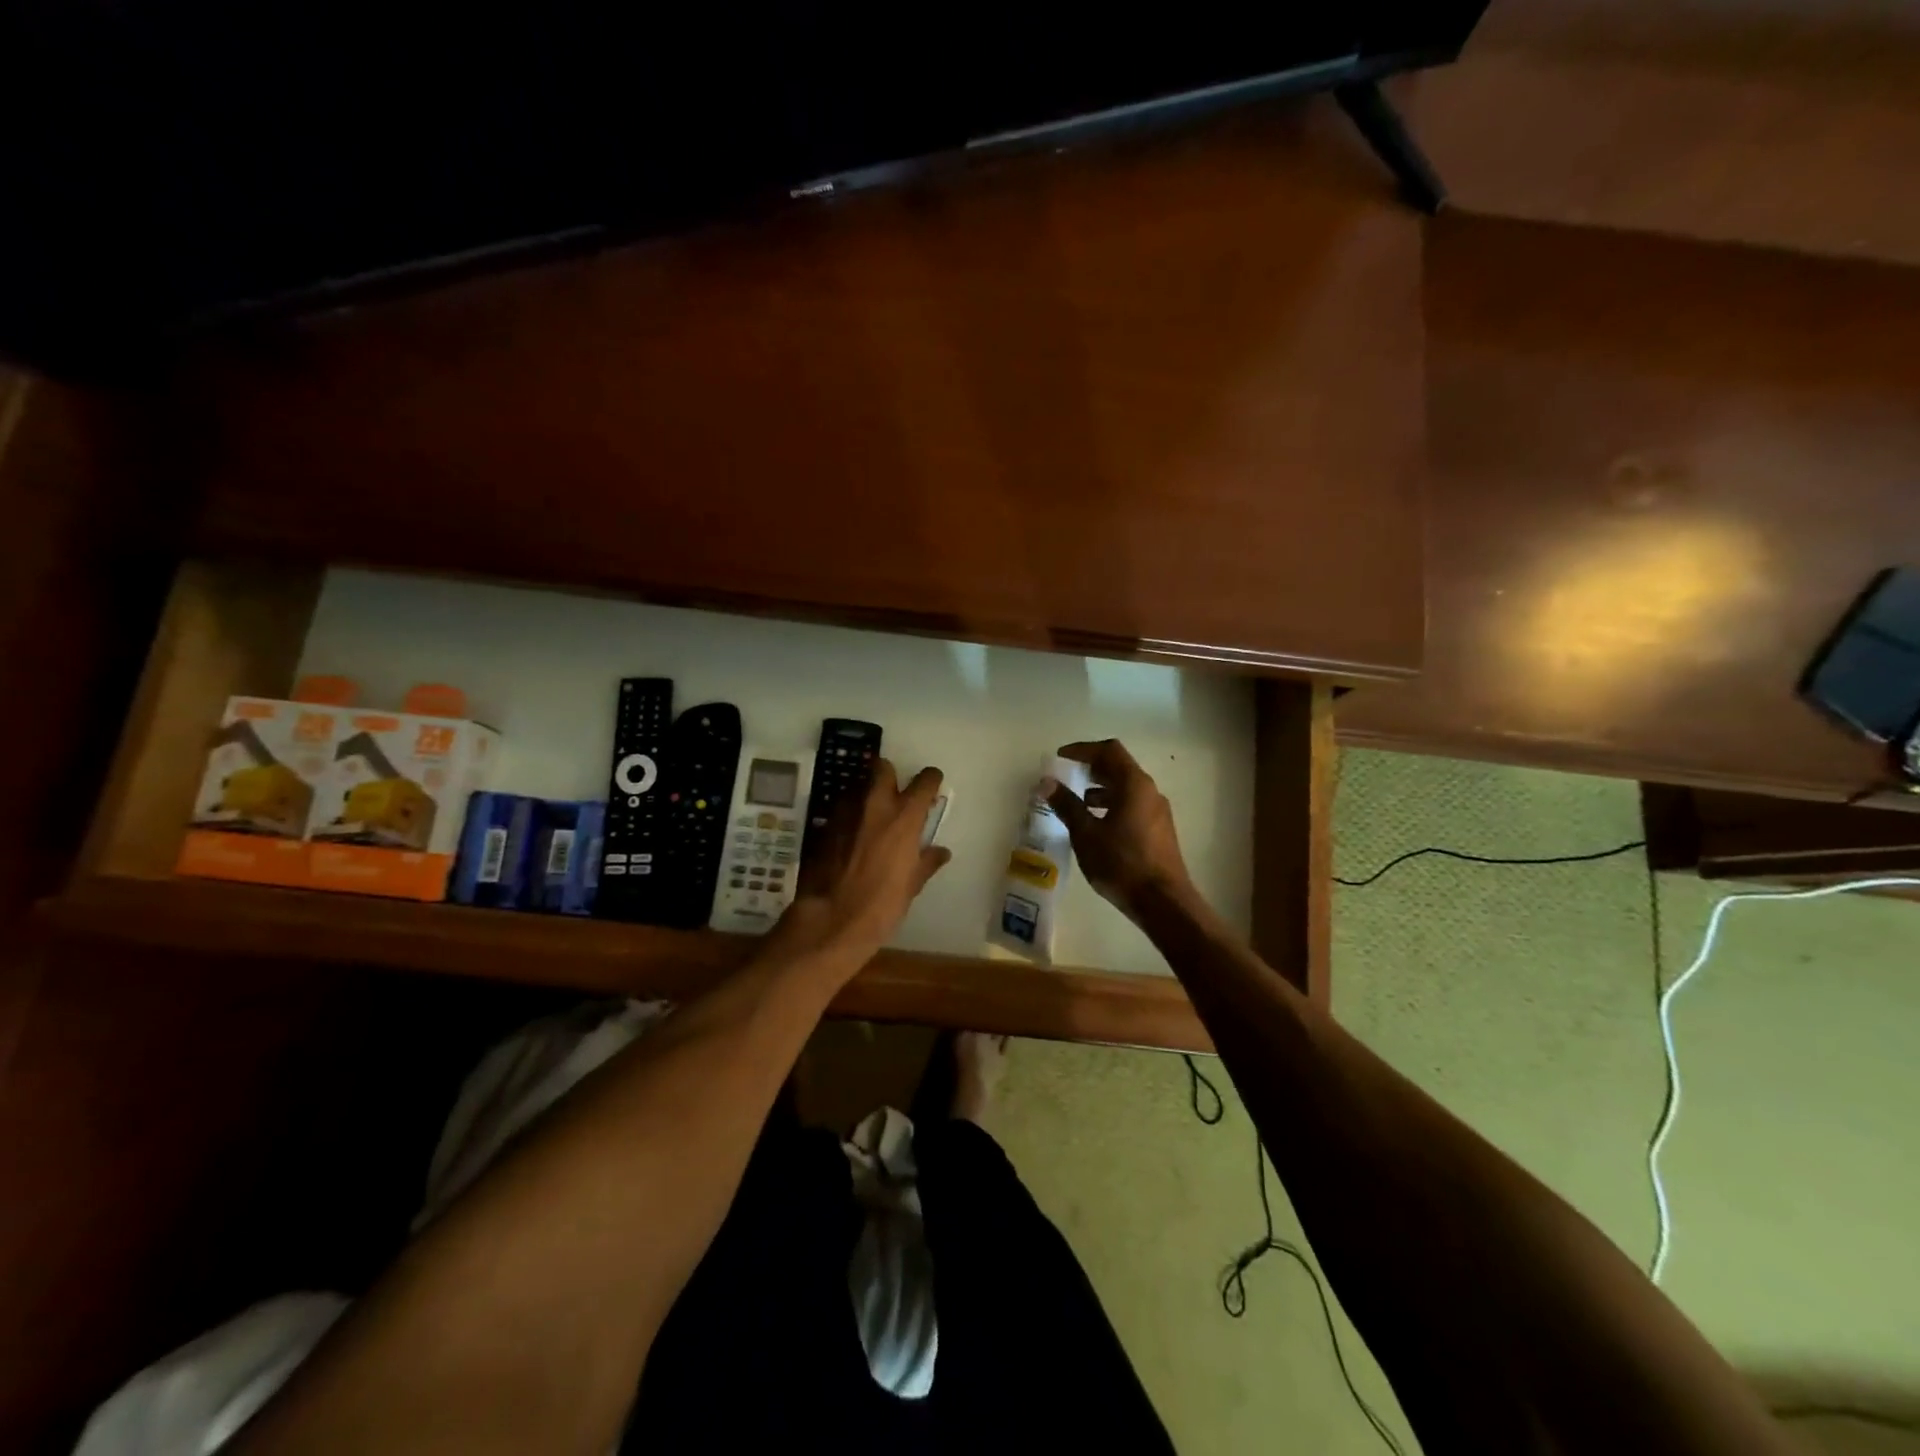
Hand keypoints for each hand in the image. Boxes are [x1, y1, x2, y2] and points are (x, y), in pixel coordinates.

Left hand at [781, 760, 950, 962]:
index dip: (930, 781)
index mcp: (904, 816)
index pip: (924, 780)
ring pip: (857, 787)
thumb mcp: (912, 885)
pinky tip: (850, 839)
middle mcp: (874, 804)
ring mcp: (845, 812)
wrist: (832, 920)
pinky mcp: (823, 826)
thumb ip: (926, 861)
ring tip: (870, 819)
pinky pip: (840, 810)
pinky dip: (849, 817)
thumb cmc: (882, 904)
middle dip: (890, 775)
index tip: (931, 789)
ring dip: (866, 796)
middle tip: (895, 794)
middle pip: (882, 767)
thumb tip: (940, 852)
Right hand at [1047, 739, 1193, 920]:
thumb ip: (1066, 805)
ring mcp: (1157, 811)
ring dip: (1101, 788)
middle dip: (1091, 768)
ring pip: (1126, 788)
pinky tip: (1096, 825)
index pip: (1109, 750)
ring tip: (1077, 802)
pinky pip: (1132, 805)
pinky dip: (1112, 805)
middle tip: (1066, 776)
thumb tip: (1046, 782)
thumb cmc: (1122, 863)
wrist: (1163, 902)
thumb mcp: (1086, 834)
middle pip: (1119, 767)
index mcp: (1134, 784)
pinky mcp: (1159, 830)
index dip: (1083, 749)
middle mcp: (1150, 791)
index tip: (1061, 757)